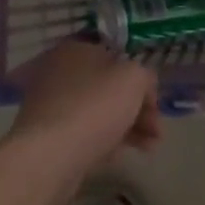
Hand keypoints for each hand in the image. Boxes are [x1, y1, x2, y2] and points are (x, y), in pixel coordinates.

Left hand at [7, 40, 161, 176]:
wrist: (51, 155)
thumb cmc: (95, 106)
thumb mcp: (134, 79)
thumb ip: (145, 76)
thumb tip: (141, 86)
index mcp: (75, 50)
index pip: (116, 59)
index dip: (141, 80)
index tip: (155, 103)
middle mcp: (58, 73)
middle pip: (108, 89)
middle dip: (138, 109)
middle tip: (156, 130)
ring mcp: (51, 106)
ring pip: (99, 113)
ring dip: (129, 128)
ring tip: (151, 147)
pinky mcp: (48, 135)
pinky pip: (85, 133)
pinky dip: (107, 141)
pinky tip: (123, 154)